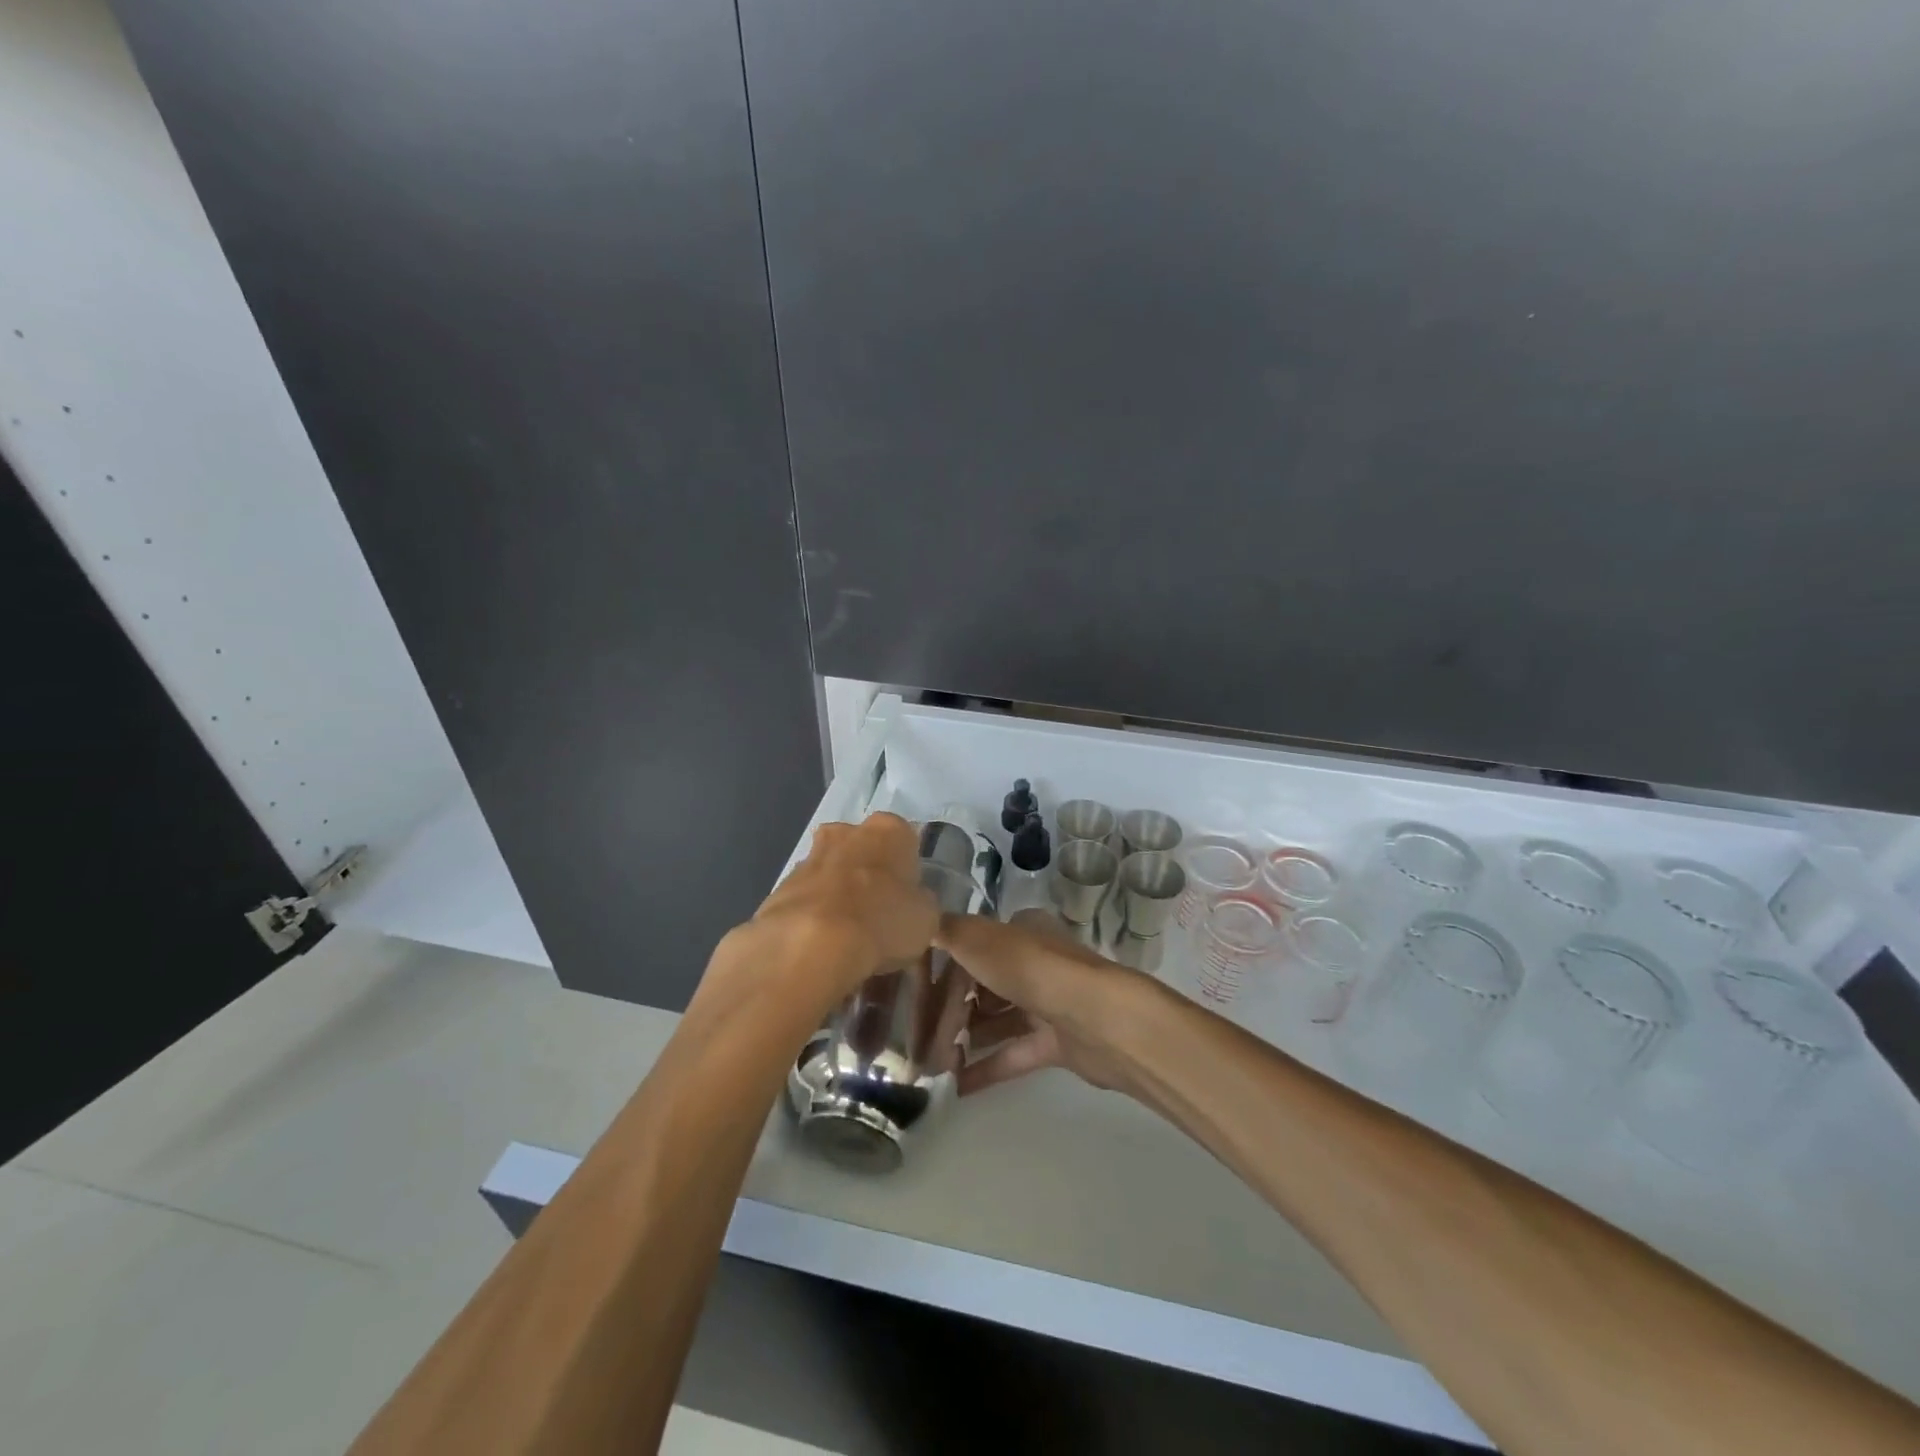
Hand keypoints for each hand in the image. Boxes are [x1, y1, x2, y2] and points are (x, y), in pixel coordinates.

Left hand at [744, 814, 938, 1004]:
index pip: (905, 839)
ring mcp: (809, 856)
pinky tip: (821, 944)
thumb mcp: (926, 918)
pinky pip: (806, 897)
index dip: (907, 869)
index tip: (907, 896)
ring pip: (831, 870)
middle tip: (877, 911)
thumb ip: (921, 903)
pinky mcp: (781, 886)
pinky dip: (813, 915)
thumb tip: (914, 904)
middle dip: (868, 873)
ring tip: (847, 934)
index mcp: (889, 829)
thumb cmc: (883, 920)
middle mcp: (847, 831)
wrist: (813, 943)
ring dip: (838, 893)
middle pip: (863, 849)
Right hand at [937, 913, 1151, 1098]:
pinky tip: (955, 1086)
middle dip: (949, 1009)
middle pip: (981, 984)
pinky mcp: (1056, 1042)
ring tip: (930, 1062)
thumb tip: (920, 925)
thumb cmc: (1033, 970)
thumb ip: (947, 931)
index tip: (911, 991)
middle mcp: (1033, 963)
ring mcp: (1047, 1003)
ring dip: (964, 1038)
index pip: (970, 946)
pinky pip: (1013, 1054)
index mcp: (1019, 932)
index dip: (940, 966)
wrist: (1097, 1018)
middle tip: (916, 1034)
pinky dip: (986, 1068)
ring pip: (996, 1020)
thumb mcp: (979, 939)